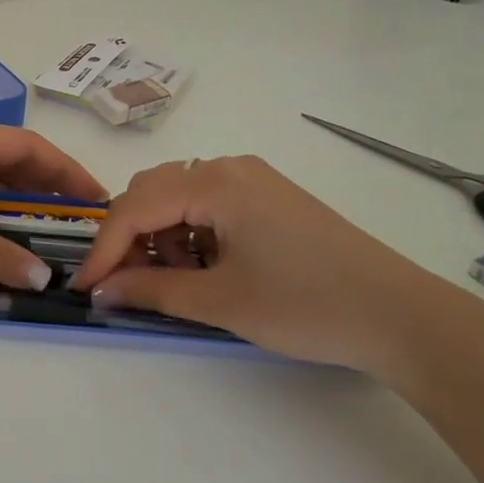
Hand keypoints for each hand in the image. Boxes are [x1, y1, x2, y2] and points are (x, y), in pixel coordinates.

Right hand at [68, 156, 461, 372]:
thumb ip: (152, 290)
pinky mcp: (270, 197)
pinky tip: (207, 269)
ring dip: (162, 236)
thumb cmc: (306, 305)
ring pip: (180, 196)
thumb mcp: (221, 302)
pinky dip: (193, 234)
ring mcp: (254, 179)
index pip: (136, 207)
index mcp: (216, 182)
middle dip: (131, 237)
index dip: (104, 248)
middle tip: (128, 285)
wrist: (400, 315)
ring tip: (178, 282)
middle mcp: (230, 167)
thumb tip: (102, 291)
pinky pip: (210, 204)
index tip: (83, 287)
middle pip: (153, 192)